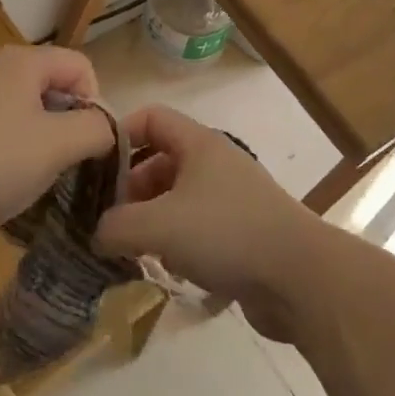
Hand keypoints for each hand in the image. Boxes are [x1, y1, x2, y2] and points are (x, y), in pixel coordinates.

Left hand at [0, 45, 115, 242]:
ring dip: (41, 142)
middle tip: (65, 162)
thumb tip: (106, 128)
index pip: (81, 66)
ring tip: (36, 176)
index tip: (89, 143)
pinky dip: (11, 152)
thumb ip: (96, 130)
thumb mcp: (58, 146)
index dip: (96, 102)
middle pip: (53, 87)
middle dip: (68, 124)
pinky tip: (3, 181)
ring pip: (26, 112)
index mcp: (23, 61)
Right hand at [97, 105, 323, 340]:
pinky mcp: (241, 232)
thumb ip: (115, 226)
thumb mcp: (158, 226)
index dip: (119, 134)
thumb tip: (96, 233)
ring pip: (176, 197)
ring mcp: (231, 199)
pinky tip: (165, 267)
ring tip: (129, 247)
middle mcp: (215, 164)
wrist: (300, 278)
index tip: (93, 167)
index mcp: (199, 144)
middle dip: (129, 187)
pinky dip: (176, 241)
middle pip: (160, 160)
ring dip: (150, 218)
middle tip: (106, 218)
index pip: (151, 117)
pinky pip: (196, 227)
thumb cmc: (226, 234)